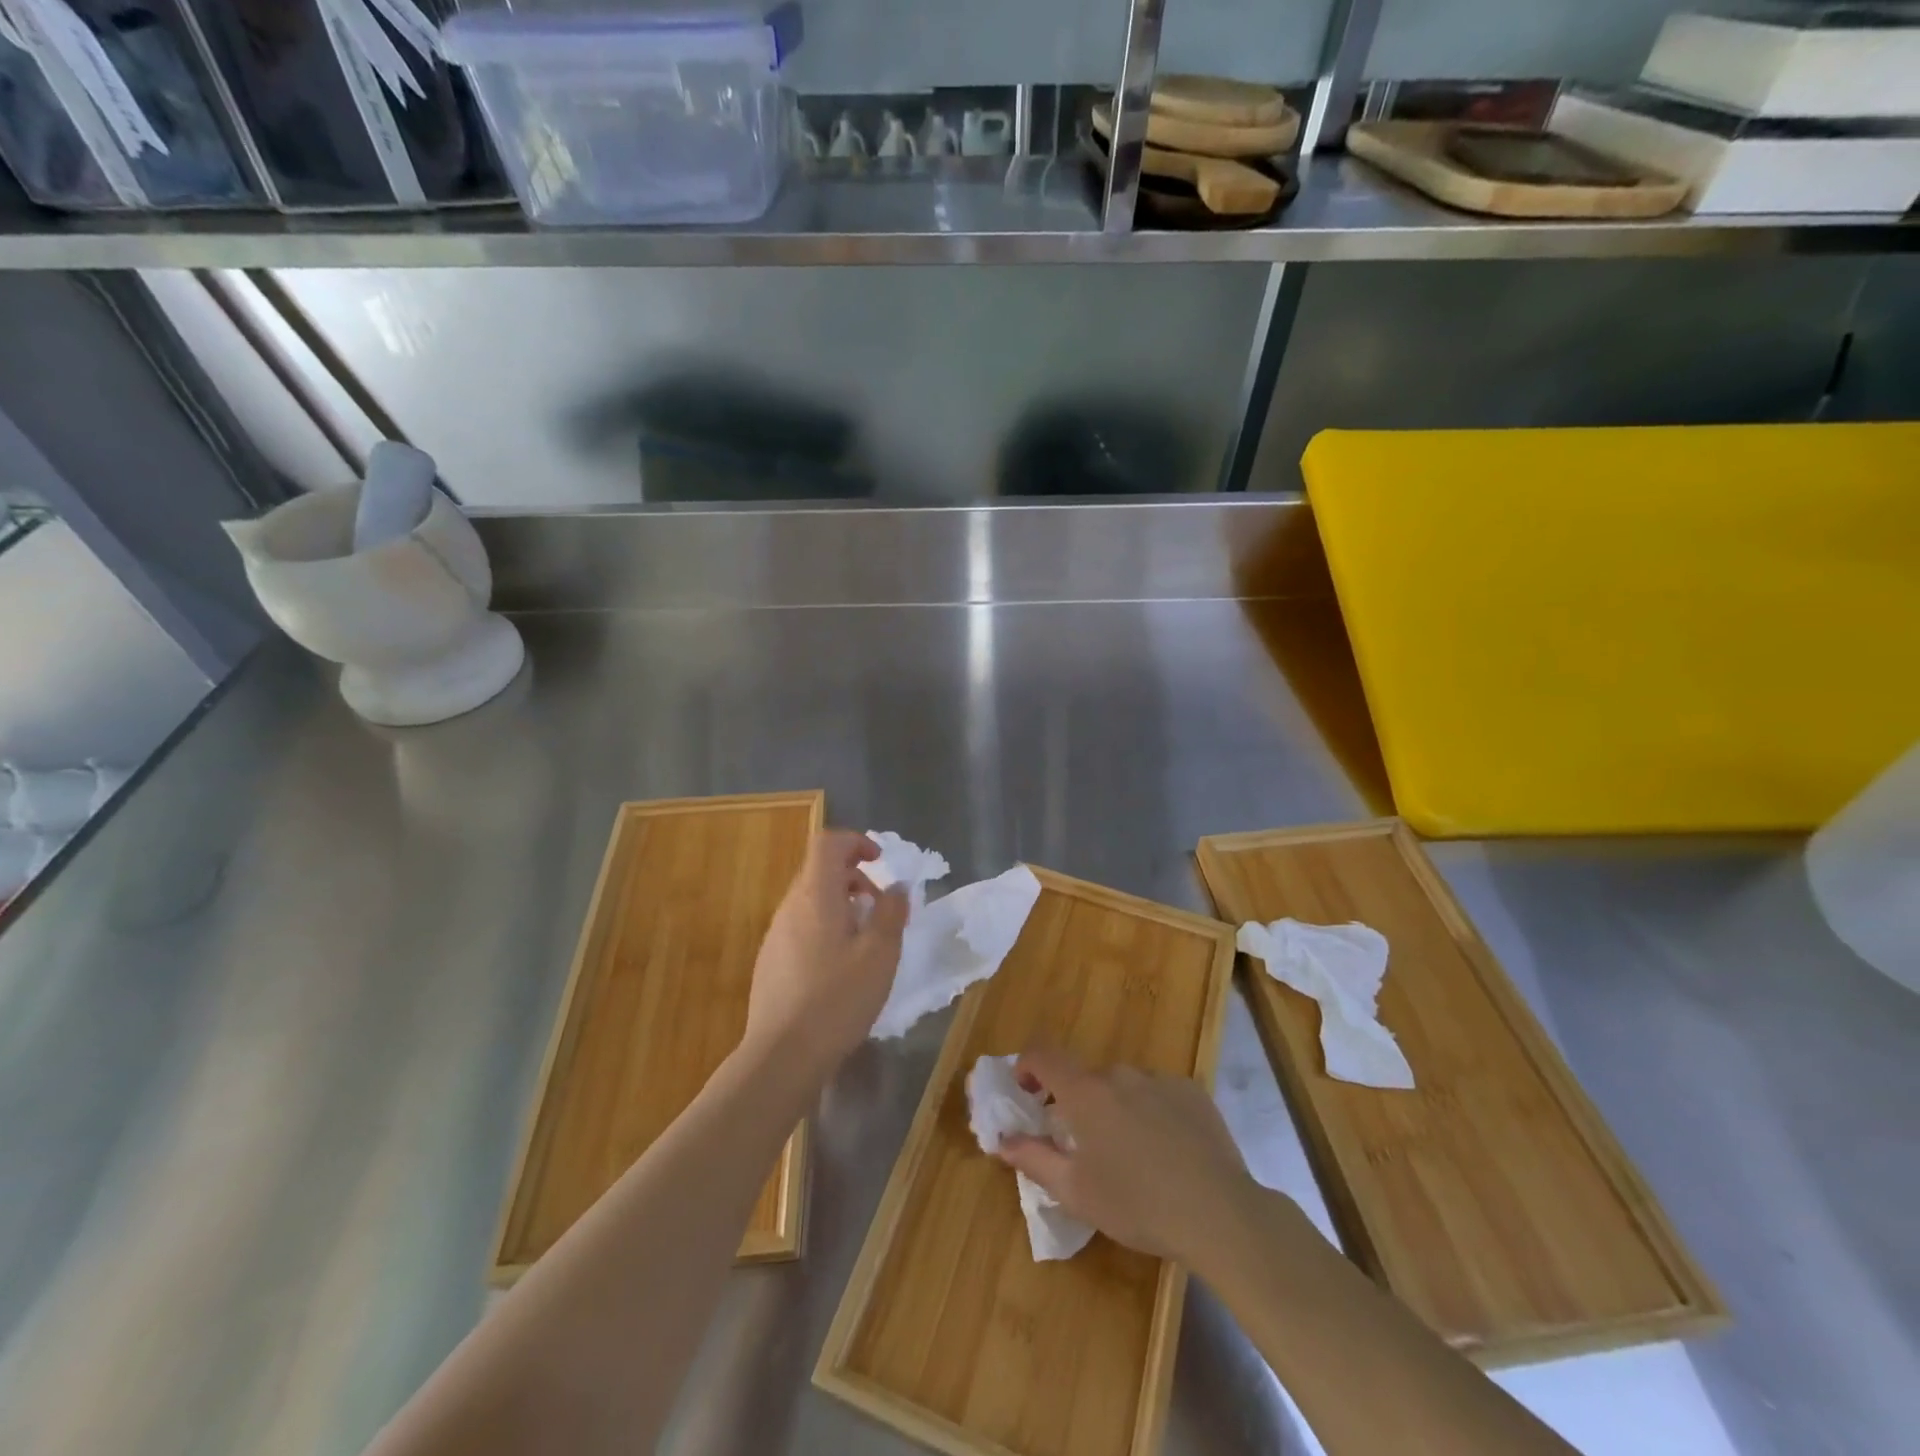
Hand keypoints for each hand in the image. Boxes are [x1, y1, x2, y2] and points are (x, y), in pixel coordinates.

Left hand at [743, 830, 907, 1084]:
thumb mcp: (880, 954)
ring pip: (812, 902)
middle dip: (855, 879)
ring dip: (842, 906)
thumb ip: (891, 913)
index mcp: (816, 895)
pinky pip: (802, 928)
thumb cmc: (838, 998)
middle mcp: (790, 907)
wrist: (782, 1056)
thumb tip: (896, 887)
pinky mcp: (770, 962)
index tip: (880, 861)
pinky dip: (826, 930)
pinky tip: (841, 970)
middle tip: (882, 909)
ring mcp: (775, 935)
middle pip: (820, 871)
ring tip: (867, 942)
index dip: (856, 842)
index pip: (828, 843)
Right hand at [996, 1045, 1255, 1262]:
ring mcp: (1160, 1079)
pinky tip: (1168, 1153)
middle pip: (1087, 1078)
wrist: (1220, 1213)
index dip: (1027, 1066)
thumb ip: (1033, 1158)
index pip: (1043, 1054)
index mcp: (1086, 1092)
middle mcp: (1120, 1074)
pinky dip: (1152, 1113)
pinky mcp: (1193, 1092)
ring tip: (1132, 1157)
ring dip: (1117, 1109)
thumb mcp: (1076, 1192)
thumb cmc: (1137, 1204)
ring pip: (1125, 1087)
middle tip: (1085, 1147)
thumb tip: (1001, 1140)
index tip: (1027, 1092)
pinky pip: (1159, 1094)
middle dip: (1078, 1104)